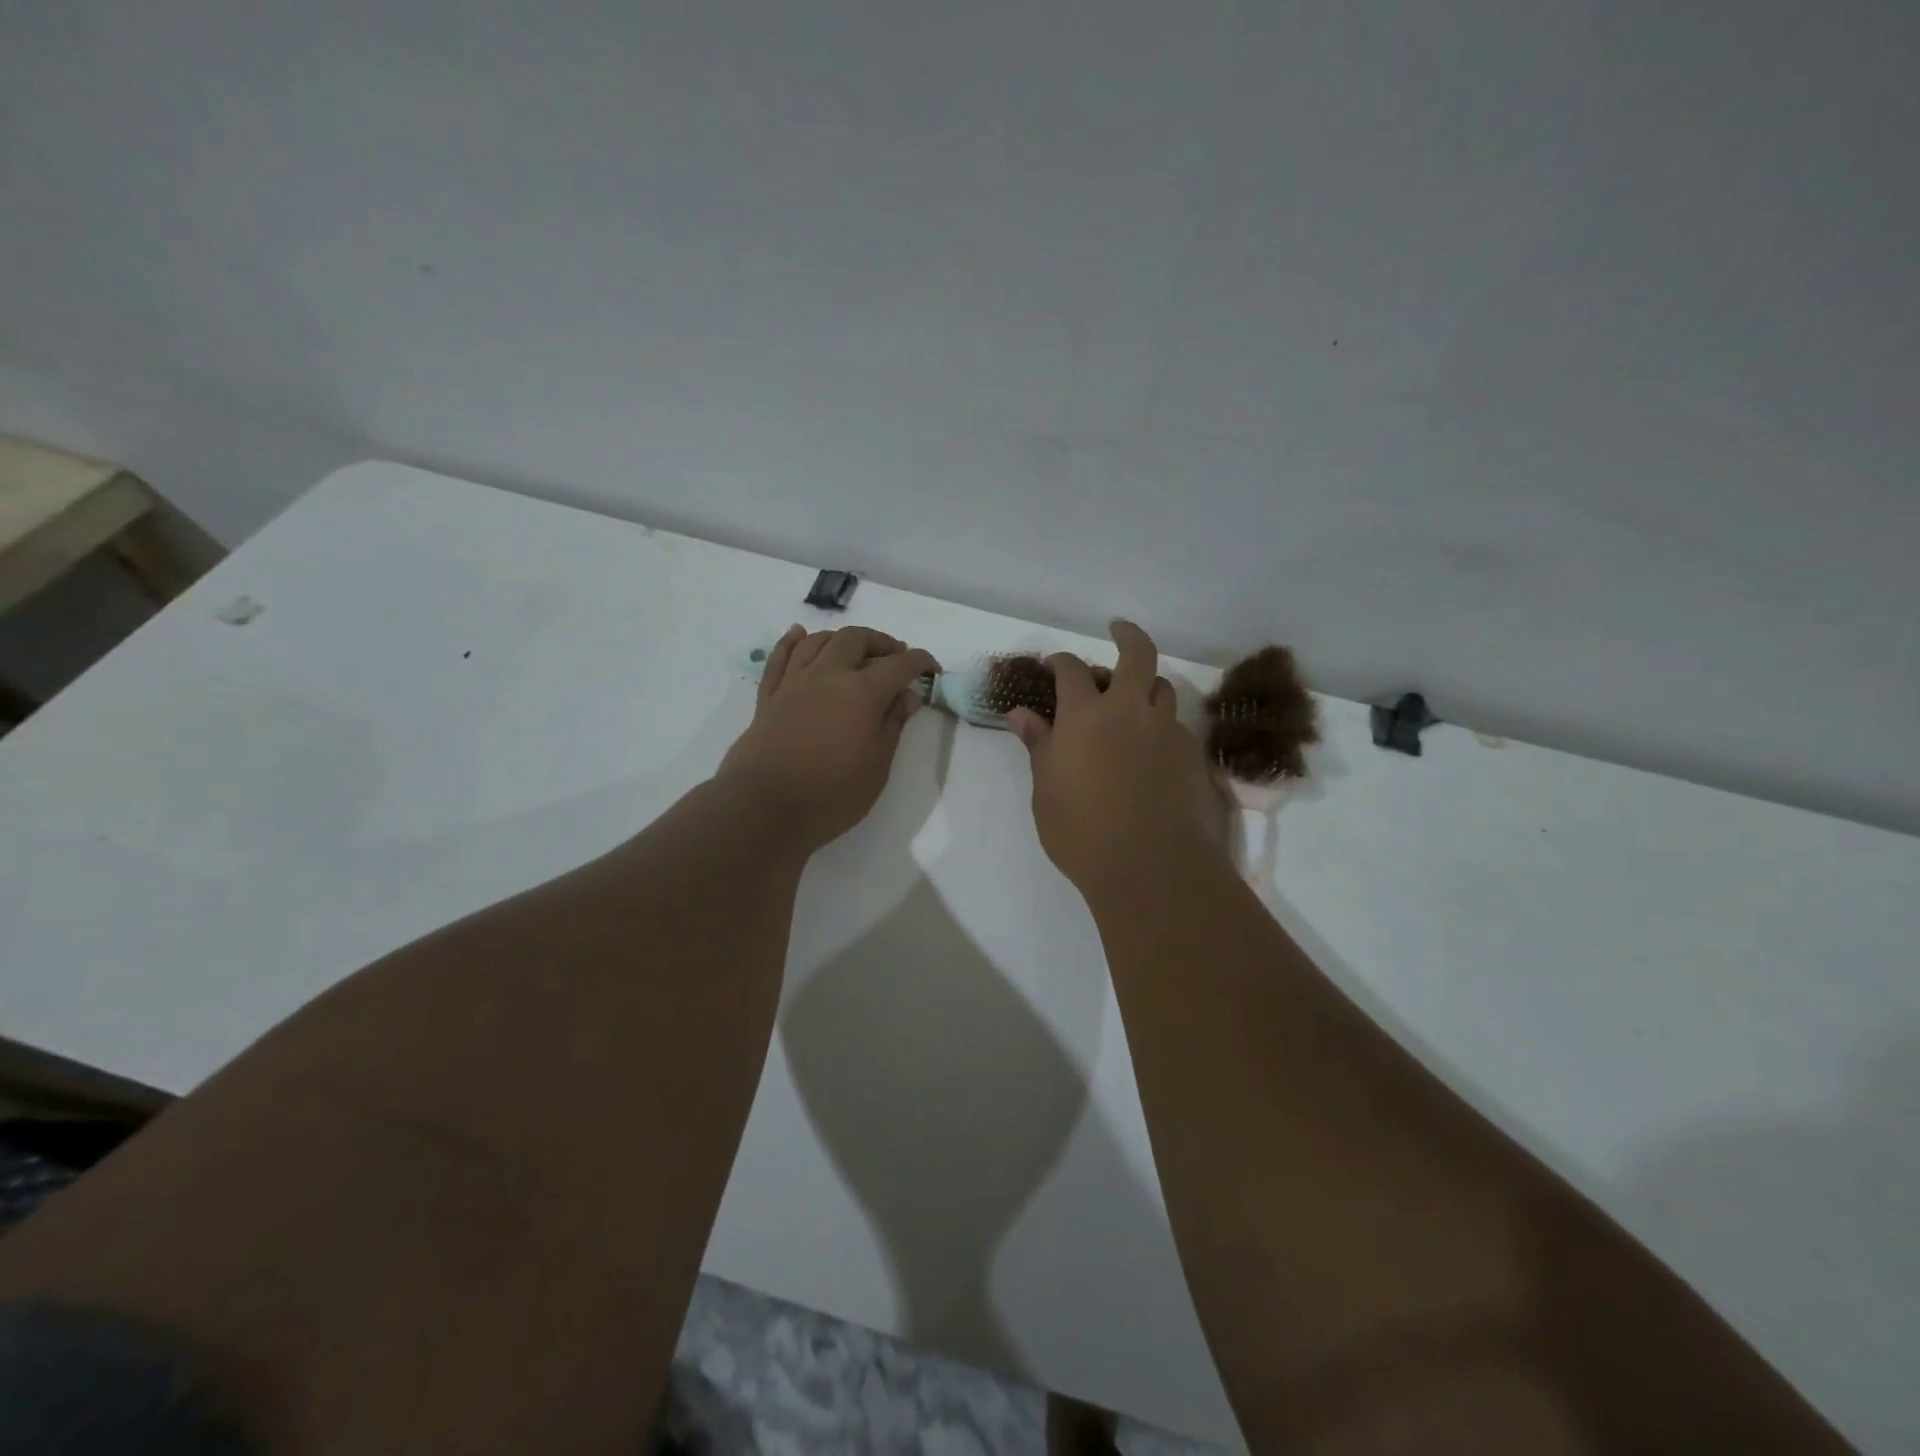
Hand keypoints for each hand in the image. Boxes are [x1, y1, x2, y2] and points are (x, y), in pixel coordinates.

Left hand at [716, 625, 939, 851]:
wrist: (763, 807)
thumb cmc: (831, 793)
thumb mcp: (877, 765)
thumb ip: (893, 724)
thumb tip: (908, 694)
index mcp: (862, 692)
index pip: (899, 665)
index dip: (920, 662)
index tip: (932, 669)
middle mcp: (828, 675)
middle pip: (856, 639)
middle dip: (880, 642)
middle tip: (895, 657)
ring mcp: (794, 683)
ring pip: (818, 641)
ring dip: (841, 638)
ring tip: (855, 651)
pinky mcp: (768, 696)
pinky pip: (780, 657)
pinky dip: (792, 641)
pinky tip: (800, 635)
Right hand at [1007, 621, 1224, 894]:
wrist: (1149, 865)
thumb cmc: (1081, 830)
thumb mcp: (1046, 789)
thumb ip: (1038, 744)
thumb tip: (1019, 714)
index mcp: (1085, 715)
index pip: (1071, 670)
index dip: (1060, 662)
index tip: (1053, 665)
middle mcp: (1129, 710)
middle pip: (1136, 654)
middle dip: (1126, 635)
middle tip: (1118, 630)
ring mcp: (1165, 730)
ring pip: (1162, 687)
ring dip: (1146, 683)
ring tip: (1134, 696)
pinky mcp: (1191, 753)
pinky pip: (1175, 724)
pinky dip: (1160, 723)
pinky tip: (1151, 747)